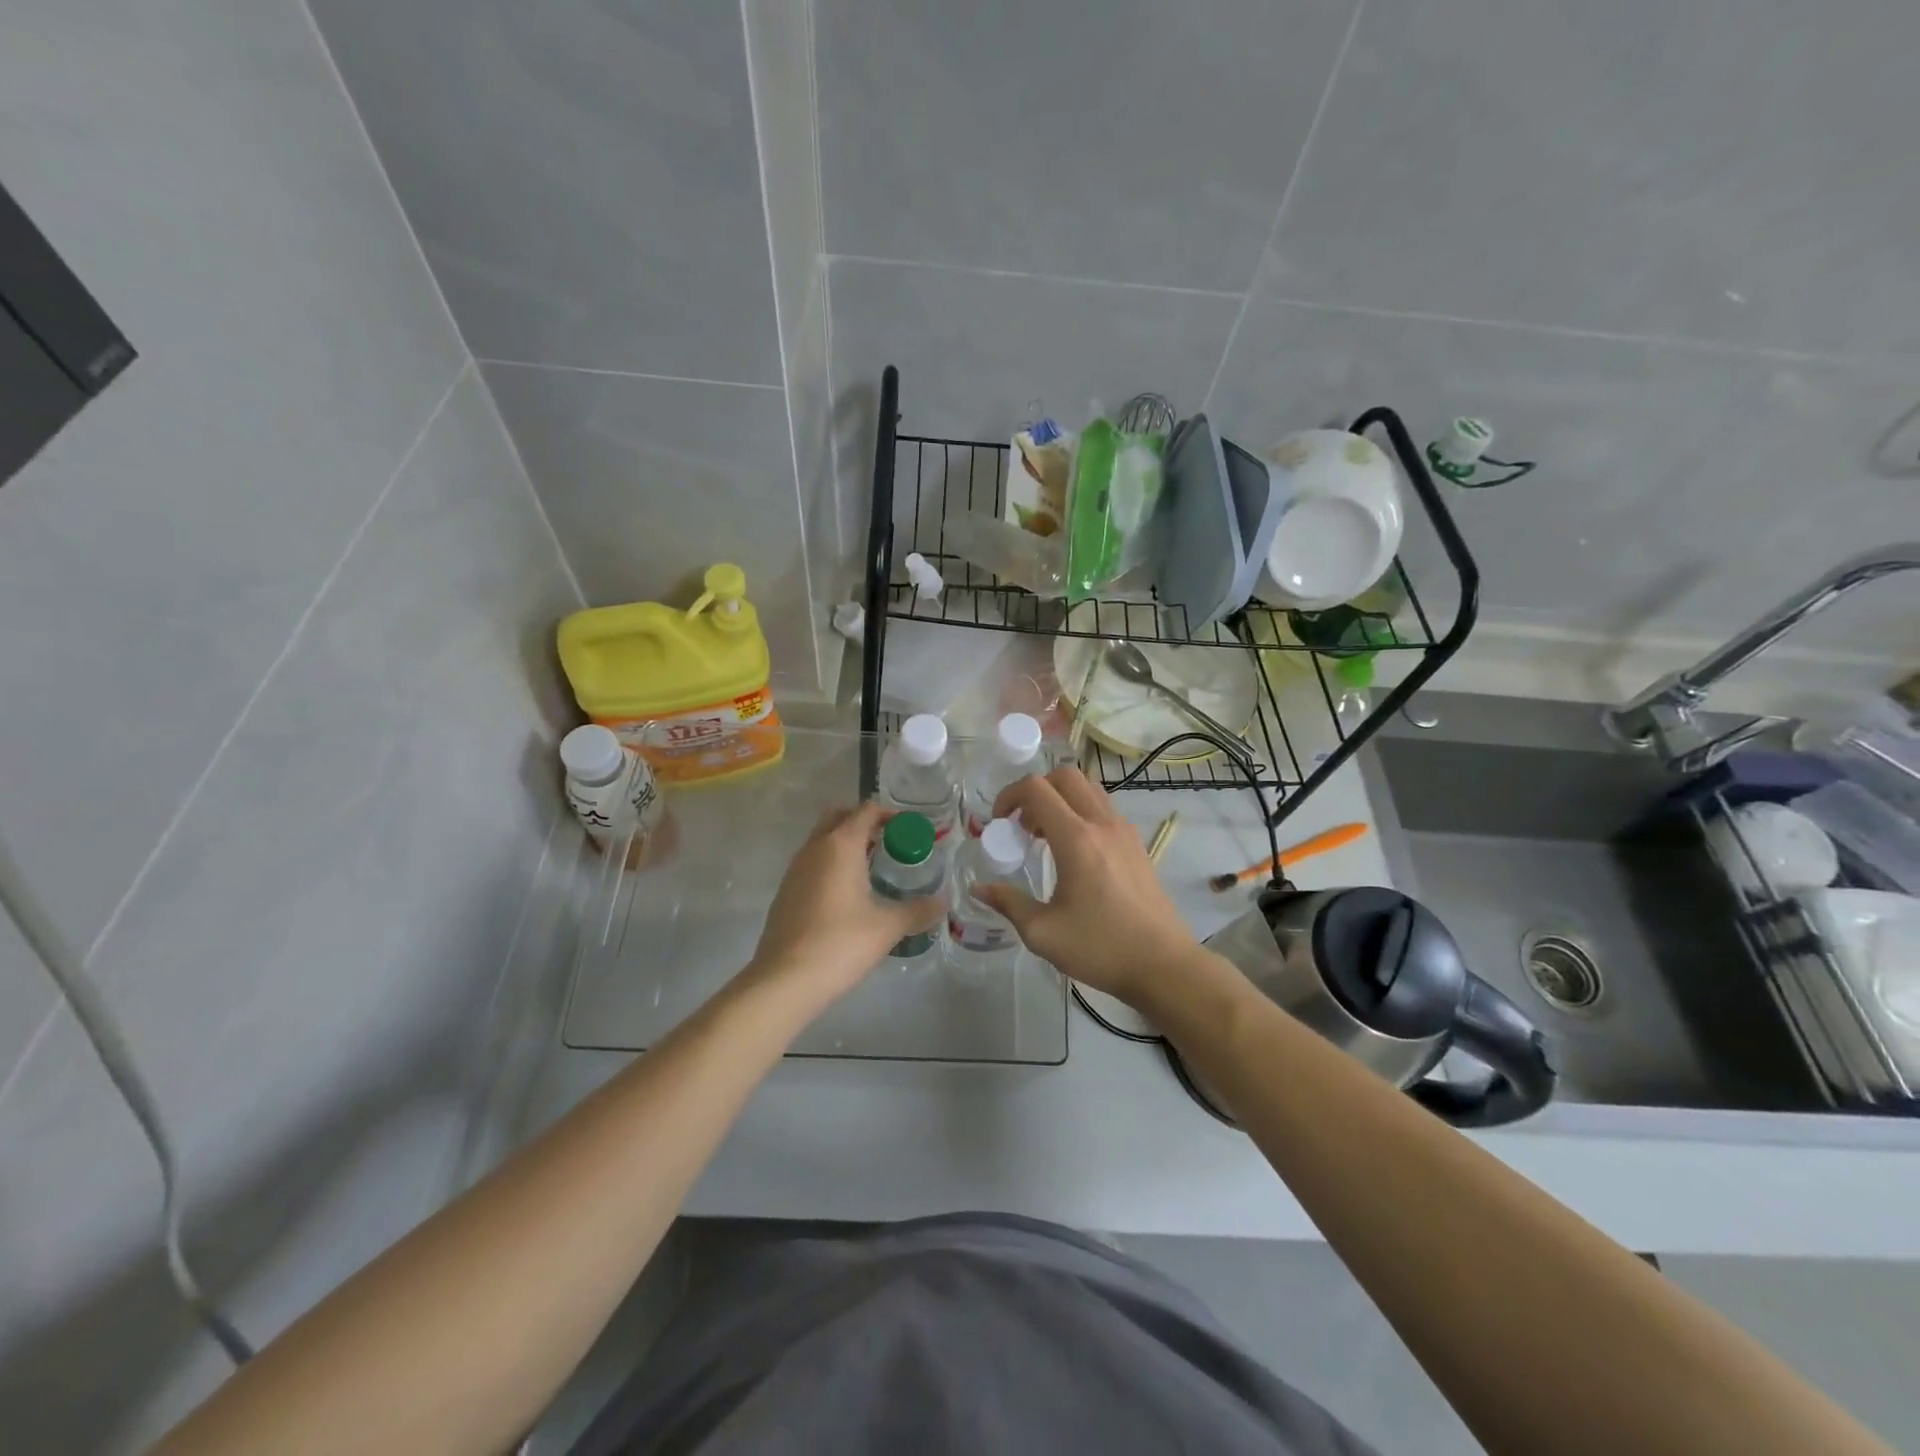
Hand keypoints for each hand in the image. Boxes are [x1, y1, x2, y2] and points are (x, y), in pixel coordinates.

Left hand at [745, 802, 941, 1007]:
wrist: (785, 980)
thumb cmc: (840, 943)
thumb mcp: (887, 927)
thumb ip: (917, 910)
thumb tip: (941, 902)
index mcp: (840, 846)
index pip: (866, 811)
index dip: (890, 814)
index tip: (910, 829)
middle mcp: (814, 848)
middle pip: (839, 817)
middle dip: (863, 822)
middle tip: (889, 842)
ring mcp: (795, 870)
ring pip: (822, 840)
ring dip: (845, 844)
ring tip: (872, 868)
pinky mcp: (786, 892)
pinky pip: (811, 863)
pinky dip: (830, 865)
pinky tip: (847, 895)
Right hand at [981, 768, 1194, 1007]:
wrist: (1163, 965)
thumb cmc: (1100, 948)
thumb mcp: (1043, 933)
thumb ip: (1008, 903)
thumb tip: (979, 888)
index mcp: (1076, 839)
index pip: (1037, 789)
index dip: (1009, 796)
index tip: (998, 823)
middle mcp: (1102, 824)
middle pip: (1065, 776)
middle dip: (1035, 791)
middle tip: (1022, 826)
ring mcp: (1124, 831)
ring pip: (1088, 789)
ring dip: (1061, 800)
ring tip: (1046, 837)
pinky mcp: (1137, 844)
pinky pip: (1104, 809)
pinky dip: (1082, 813)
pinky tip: (1074, 853)